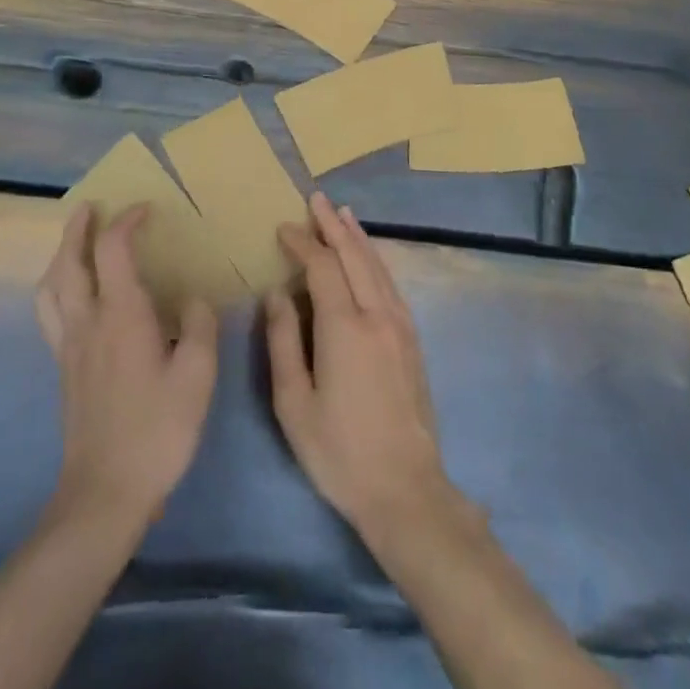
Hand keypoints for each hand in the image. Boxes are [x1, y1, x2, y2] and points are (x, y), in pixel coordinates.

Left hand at [35, 204, 218, 527]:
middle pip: (68, 262)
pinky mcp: (63, 370)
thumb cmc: (157, 431)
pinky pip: (50, 313)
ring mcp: (69, 347)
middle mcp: (87, 322)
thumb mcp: (197, 377)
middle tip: (90, 207)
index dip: (126, 222)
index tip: (145, 211)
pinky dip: (56, 288)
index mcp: (121, 316)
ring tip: (73, 244)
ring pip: (50, 288)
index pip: (113, 250)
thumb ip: (197, 327)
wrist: (105, 494)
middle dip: (78, 229)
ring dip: (59, 256)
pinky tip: (72, 296)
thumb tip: (190, 301)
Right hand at [266, 193, 456, 539]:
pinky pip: (391, 283)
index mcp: (344, 327)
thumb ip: (283, 342)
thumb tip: (277, 294)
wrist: (405, 489)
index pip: (322, 267)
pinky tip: (369, 256)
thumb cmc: (339, 451)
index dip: (303, 243)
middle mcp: (376, 315)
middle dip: (332, 225)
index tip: (284, 228)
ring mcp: (400, 325)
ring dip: (357, 236)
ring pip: (377, 265)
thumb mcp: (294, 404)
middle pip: (354, 255)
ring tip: (342, 214)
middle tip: (315, 199)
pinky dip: (375, 260)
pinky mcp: (412, 339)